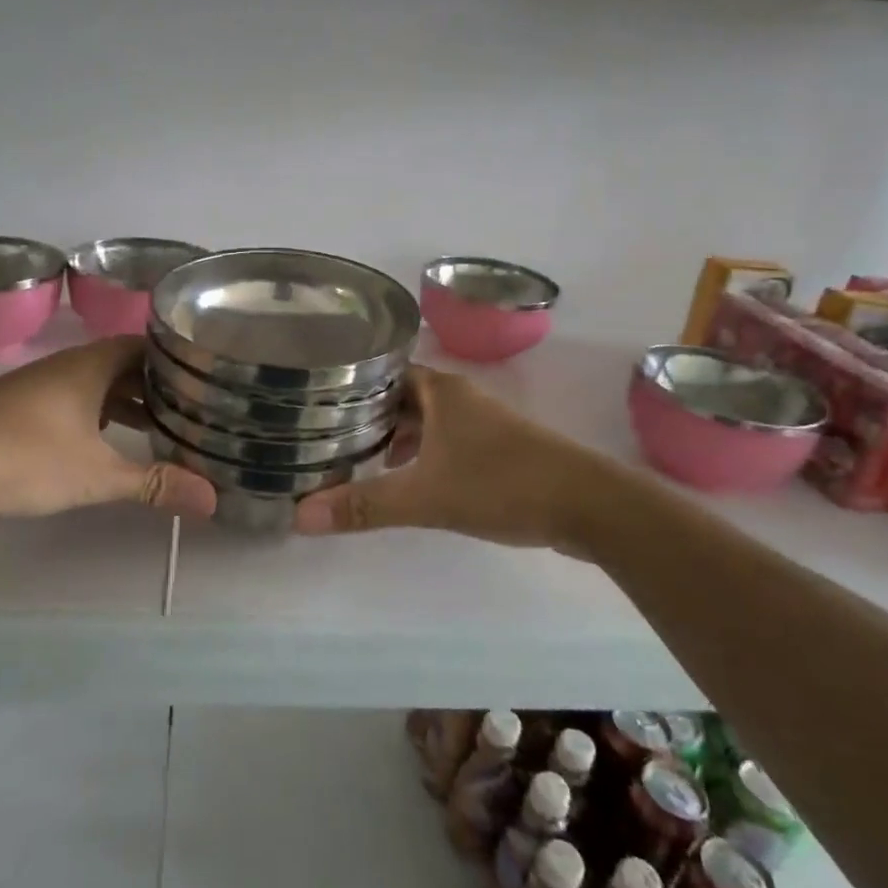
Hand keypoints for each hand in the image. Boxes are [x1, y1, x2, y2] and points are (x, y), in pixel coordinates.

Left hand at [0, 337, 216, 522]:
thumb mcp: (96, 475)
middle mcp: (67, 367)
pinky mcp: (19, 411)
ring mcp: (40, 388)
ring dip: (126, 404)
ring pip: (96, 387)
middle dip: (156, 386)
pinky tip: (105, 445)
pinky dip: (98, 418)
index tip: (206, 376)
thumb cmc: (24, 456)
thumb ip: (153, 484)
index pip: (146, 346)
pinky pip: (74, 404)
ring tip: (160, 428)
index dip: (176, 359)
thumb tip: (212, 501)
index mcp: (91, 365)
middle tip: (194, 407)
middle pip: (123, 366)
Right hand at [291, 366, 606, 546]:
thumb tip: (299, 516)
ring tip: (357, 459)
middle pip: (401, 397)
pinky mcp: (496, 450)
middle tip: (324, 433)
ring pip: (424, 421)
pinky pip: (444, 442)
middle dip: (366, 415)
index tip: (313, 397)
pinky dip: (421, 455)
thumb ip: (365, 505)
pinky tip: (407, 481)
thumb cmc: (502, 484)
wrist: (588, 505)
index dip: (349, 382)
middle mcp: (459, 398)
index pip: (383, 370)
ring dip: (395, 437)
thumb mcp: (426, 496)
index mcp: (441, 390)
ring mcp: (481, 423)